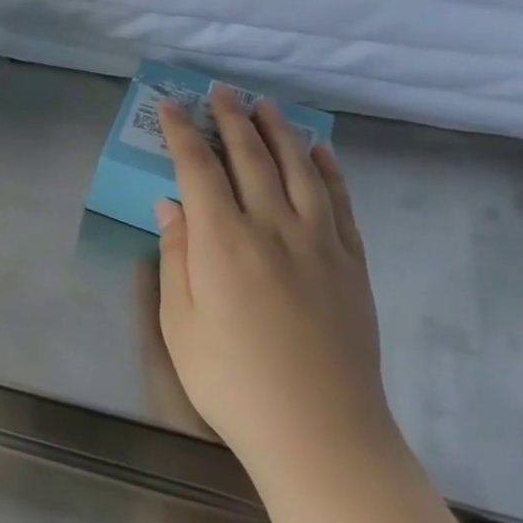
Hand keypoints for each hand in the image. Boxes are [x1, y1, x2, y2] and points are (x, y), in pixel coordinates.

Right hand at [149, 87, 396, 478]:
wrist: (320, 432)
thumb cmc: (231, 380)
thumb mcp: (180, 322)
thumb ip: (176, 256)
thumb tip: (170, 206)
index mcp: (222, 242)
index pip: (198, 169)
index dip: (182, 133)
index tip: (171, 105)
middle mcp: (272, 228)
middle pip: (251, 158)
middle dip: (231, 119)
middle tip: (221, 90)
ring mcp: (320, 243)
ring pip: (300, 170)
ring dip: (280, 132)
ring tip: (266, 106)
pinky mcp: (352, 264)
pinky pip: (340, 202)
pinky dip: (329, 169)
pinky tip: (319, 151)